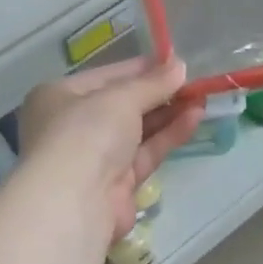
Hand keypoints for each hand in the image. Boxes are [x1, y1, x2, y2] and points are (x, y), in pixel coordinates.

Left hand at [17, 58, 203, 240]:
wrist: (75, 200)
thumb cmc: (86, 133)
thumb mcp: (120, 98)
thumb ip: (153, 83)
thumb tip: (180, 66)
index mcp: (61, 96)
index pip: (109, 76)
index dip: (143, 68)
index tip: (176, 63)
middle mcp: (75, 125)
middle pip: (125, 104)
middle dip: (160, 93)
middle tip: (194, 83)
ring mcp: (97, 156)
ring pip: (139, 130)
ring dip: (169, 114)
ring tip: (201, 99)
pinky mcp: (119, 182)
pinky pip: (147, 152)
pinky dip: (169, 135)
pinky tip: (194, 119)